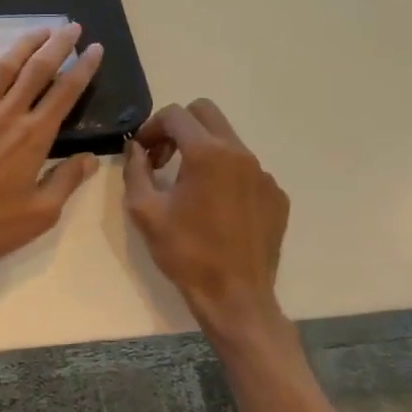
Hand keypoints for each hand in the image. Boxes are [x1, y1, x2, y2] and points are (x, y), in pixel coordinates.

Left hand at [0, 24, 104, 273]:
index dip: (83, 67)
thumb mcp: (41, 214)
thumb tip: (91, 157)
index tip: (94, 48)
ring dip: (22, 45)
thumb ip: (67, 181)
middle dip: (57, 45)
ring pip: (2, 68)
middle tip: (70, 26)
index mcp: (34, 136)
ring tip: (38, 31)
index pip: (65, 92)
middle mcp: (6, 115)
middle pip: (36, 69)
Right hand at [122, 99, 289, 347]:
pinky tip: (215, 208)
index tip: (142, 152)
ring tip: (187, 186)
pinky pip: (246, 169)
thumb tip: (135, 148)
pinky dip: (226, 175)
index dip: (151, 127)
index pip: (176, 115)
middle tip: (163, 157)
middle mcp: (240, 153)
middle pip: (206, 113)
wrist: (235, 297)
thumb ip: (135, 170)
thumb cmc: (186, 253)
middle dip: (179, 127)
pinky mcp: (275, 195)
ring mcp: (263, 174)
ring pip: (228, 141)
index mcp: (207, 153)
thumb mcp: (145, 211)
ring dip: (203, 150)